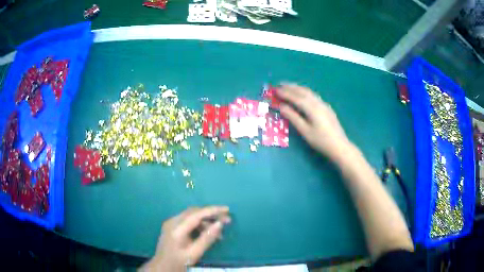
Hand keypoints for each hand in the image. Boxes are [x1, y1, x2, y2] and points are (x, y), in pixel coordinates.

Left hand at [141, 206, 230, 271]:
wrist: (162, 266)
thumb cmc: (179, 262)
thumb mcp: (195, 253)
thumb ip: (207, 238)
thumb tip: (220, 224)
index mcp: (177, 229)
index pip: (197, 214)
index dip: (212, 210)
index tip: (227, 209)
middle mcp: (172, 221)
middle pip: (194, 212)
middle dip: (211, 214)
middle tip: (226, 220)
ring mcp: (171, 223)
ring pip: (191, 216)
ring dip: (206, 221)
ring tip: (219, 232)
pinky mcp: (172, 226)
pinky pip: (187, 221)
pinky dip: (199, 225)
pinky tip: (207, 233)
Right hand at [277, 84, 351, 162]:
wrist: (339, 146)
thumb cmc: (321, 141)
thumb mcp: (305, 131)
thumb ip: (293, 117)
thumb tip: (281, 106)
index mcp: (312, 108)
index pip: (296, 97)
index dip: (285, 93)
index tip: (275, 90)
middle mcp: (318, 103)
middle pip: (303, 91)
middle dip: (291, 87)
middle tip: (279, 85)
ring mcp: (324, 104)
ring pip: (309, 92)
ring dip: (298, 88)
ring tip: (288, 87)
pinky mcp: (327, 108)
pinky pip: (313, 96)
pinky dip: (304, 92)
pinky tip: (302, 95)